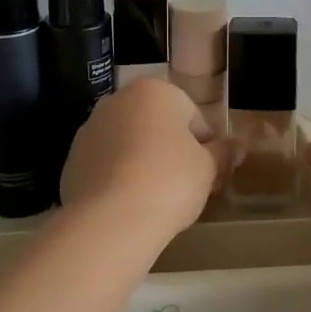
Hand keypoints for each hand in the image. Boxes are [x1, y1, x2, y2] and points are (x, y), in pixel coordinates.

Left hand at [60, 80, 228, 240]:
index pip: (192, 115)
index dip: (206, 146)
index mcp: (154, 91)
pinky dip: (118, 179)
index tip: (210, 173)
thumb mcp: (208, 168)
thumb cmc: (169, 181)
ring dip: (143, 163)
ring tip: (156, 199)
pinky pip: (105, 166)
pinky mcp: (71, 160)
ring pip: (128, 144)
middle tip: (186, 186)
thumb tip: (239, 146)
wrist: (110, 220)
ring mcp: (89, 129)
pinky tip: (129, 206)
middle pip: (156, 125)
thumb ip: (223, 153)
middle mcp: (117, 101)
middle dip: (171, 150)